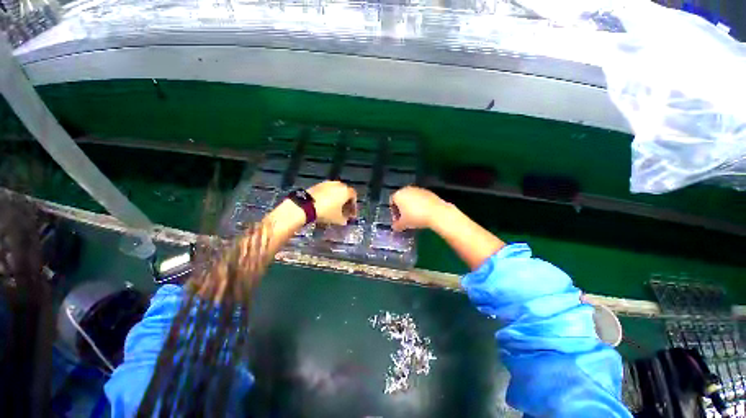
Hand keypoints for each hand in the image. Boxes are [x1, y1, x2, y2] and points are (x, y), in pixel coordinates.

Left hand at [308, 181, 357, 224]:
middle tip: (343, 212)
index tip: (351, 215)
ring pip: (335, 192)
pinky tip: (325, 205)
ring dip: (336, 199)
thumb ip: (345, 220)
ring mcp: (327, 183)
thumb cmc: (327, 212)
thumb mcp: (338, 220)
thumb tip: (345, 220)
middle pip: (345, 193)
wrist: (306, 205)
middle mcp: (338, 184)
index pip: (354, 197)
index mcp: (346, 191)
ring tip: (333, 209)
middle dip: (345, 202)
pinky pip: (327, 191)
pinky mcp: (318, 185)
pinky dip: (328, 197)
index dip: (353, 206)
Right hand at [390, 186, 449, 231]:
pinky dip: (420, 204)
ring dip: (411, 205)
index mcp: (398, 195)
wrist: (436, 213)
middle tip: (405, 218)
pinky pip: (420, 198)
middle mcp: (407, 189)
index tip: (397, 219)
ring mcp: (418, 189)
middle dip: (402, 208)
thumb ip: (397, 225)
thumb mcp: (404, 224)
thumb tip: (395, 227)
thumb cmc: (415, 217)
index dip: (393, 211)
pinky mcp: (428, 191)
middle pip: (402, 198)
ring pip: (411, 198)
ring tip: (415, 216)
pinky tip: (423, 213)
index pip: (392, 201)